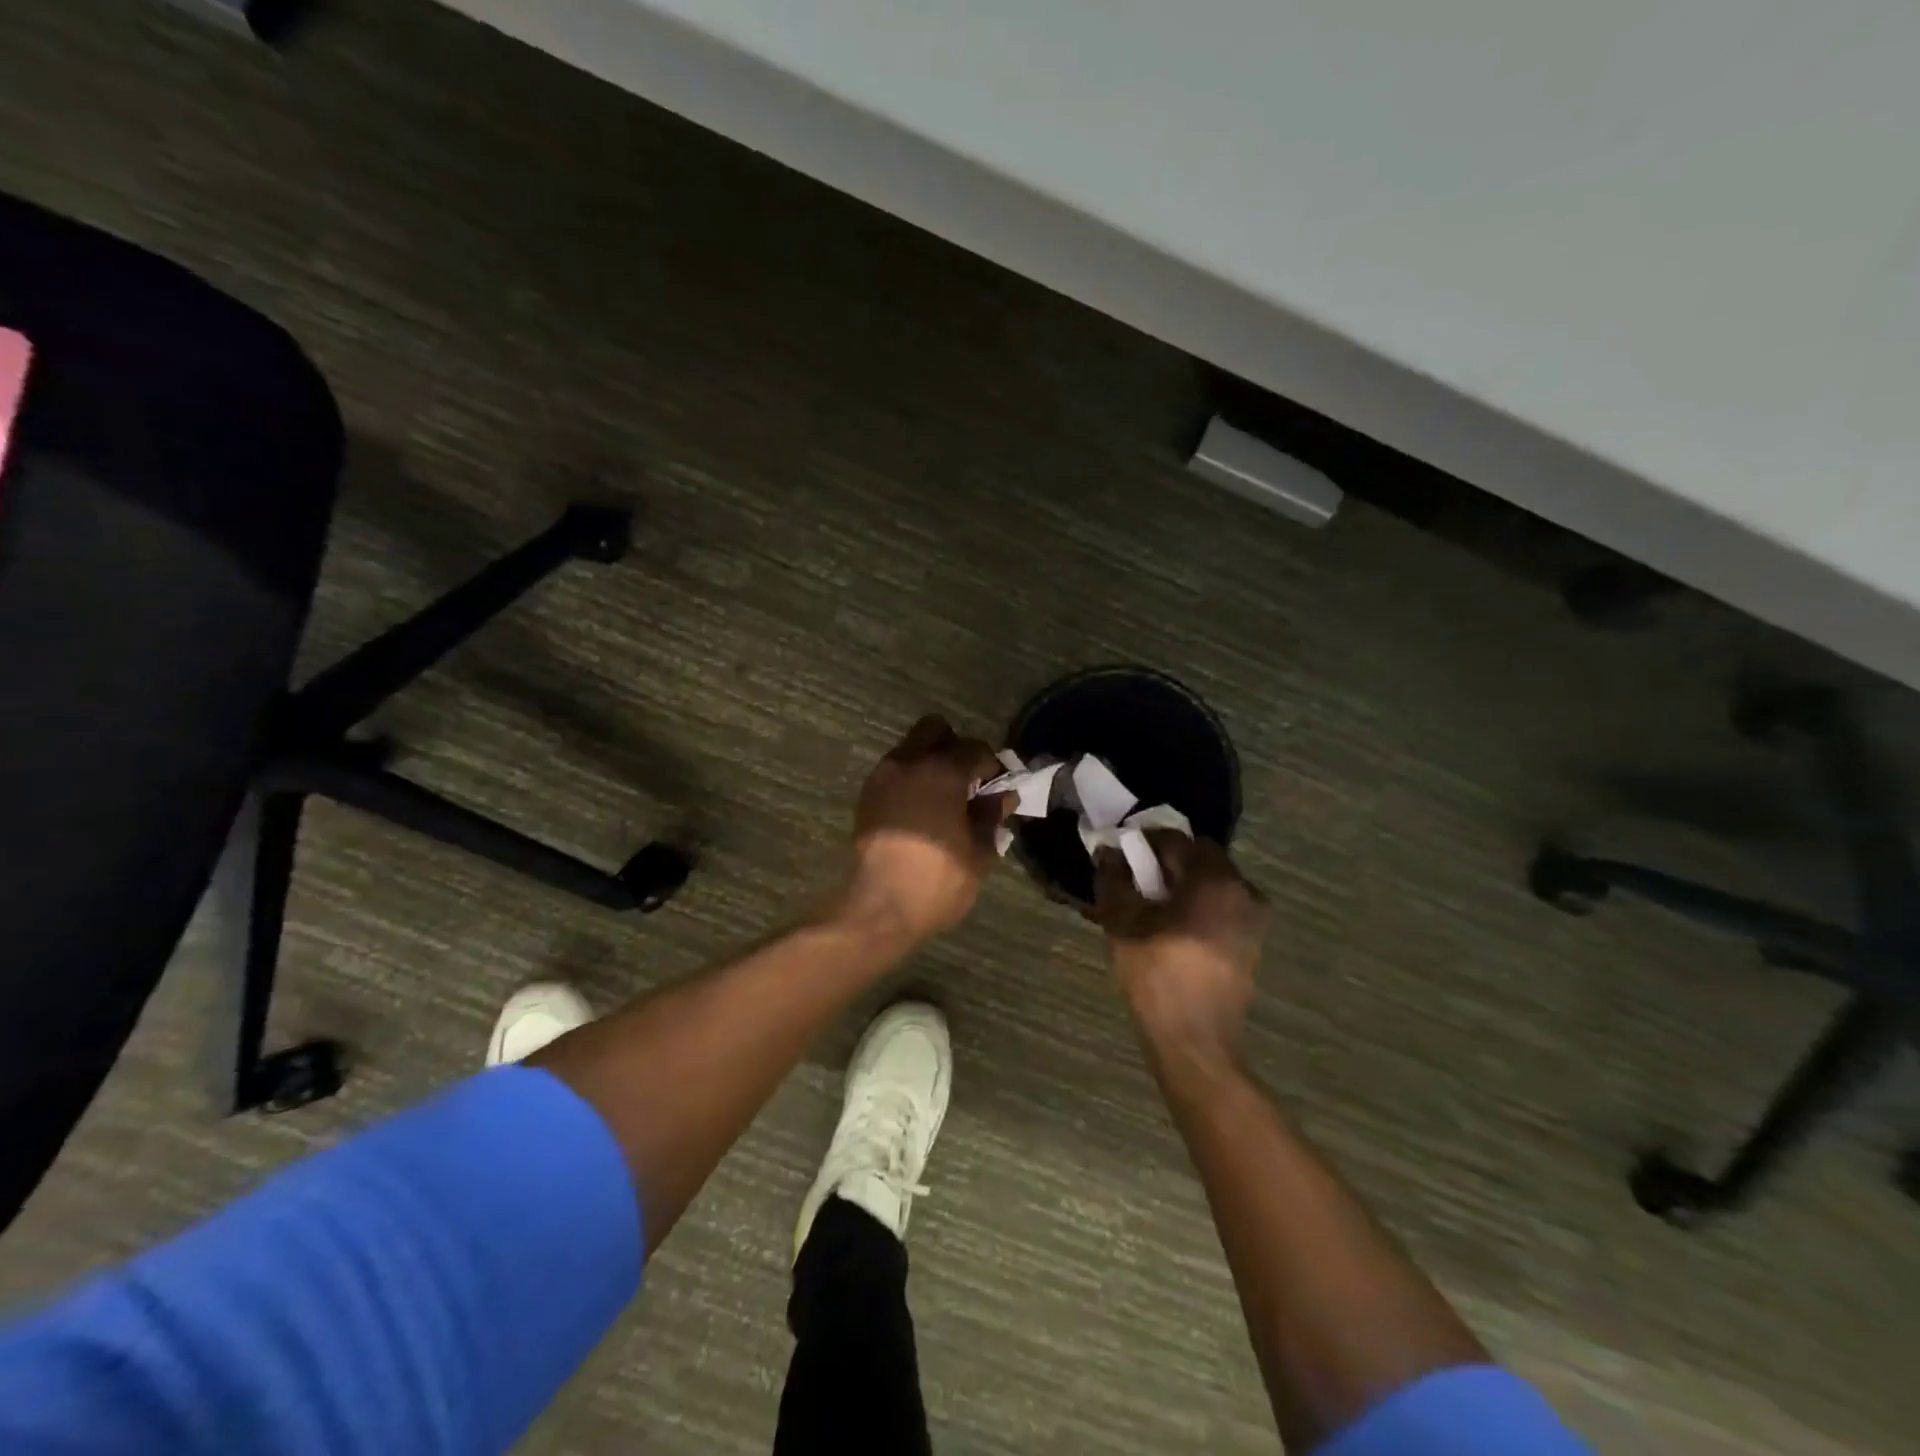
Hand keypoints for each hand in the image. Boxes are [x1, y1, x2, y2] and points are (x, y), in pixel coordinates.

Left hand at [843, 714, 1011, 944]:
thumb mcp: (979, 852)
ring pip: (910, 749)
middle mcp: (909, 763)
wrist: (879, 908)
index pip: (975, 748)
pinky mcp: (866, 796)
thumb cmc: (937, 880)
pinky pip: (894, 772)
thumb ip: (992, 816)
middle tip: (967, 782)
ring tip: (943, 799)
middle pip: (935, 729)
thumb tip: (1003, 796)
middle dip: (954, 747)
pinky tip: (920, 812)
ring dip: (929, 763)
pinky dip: (910, 780)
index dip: (992, 766)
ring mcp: (882, 777)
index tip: (998, 789)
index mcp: (942, 771)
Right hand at [1094, 835, 1267, 1065]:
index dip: (1143, 840)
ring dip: (1182, 882)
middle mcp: (1243, 889)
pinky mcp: (1252, 941)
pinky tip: (1172, 923)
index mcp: (1215, 879)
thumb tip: (1108, 852)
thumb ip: (1114, 879)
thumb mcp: (1123, 923)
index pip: (1174, 839)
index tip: (1120, 850)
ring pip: (1212, 881)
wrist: (1195, 1042)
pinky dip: (1197, 903)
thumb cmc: (1158, 976)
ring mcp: (1253, 917)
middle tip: (1134, 874)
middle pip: (1199, 857)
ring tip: (1151, 901)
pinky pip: (1221, 904)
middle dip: (1166, 860)